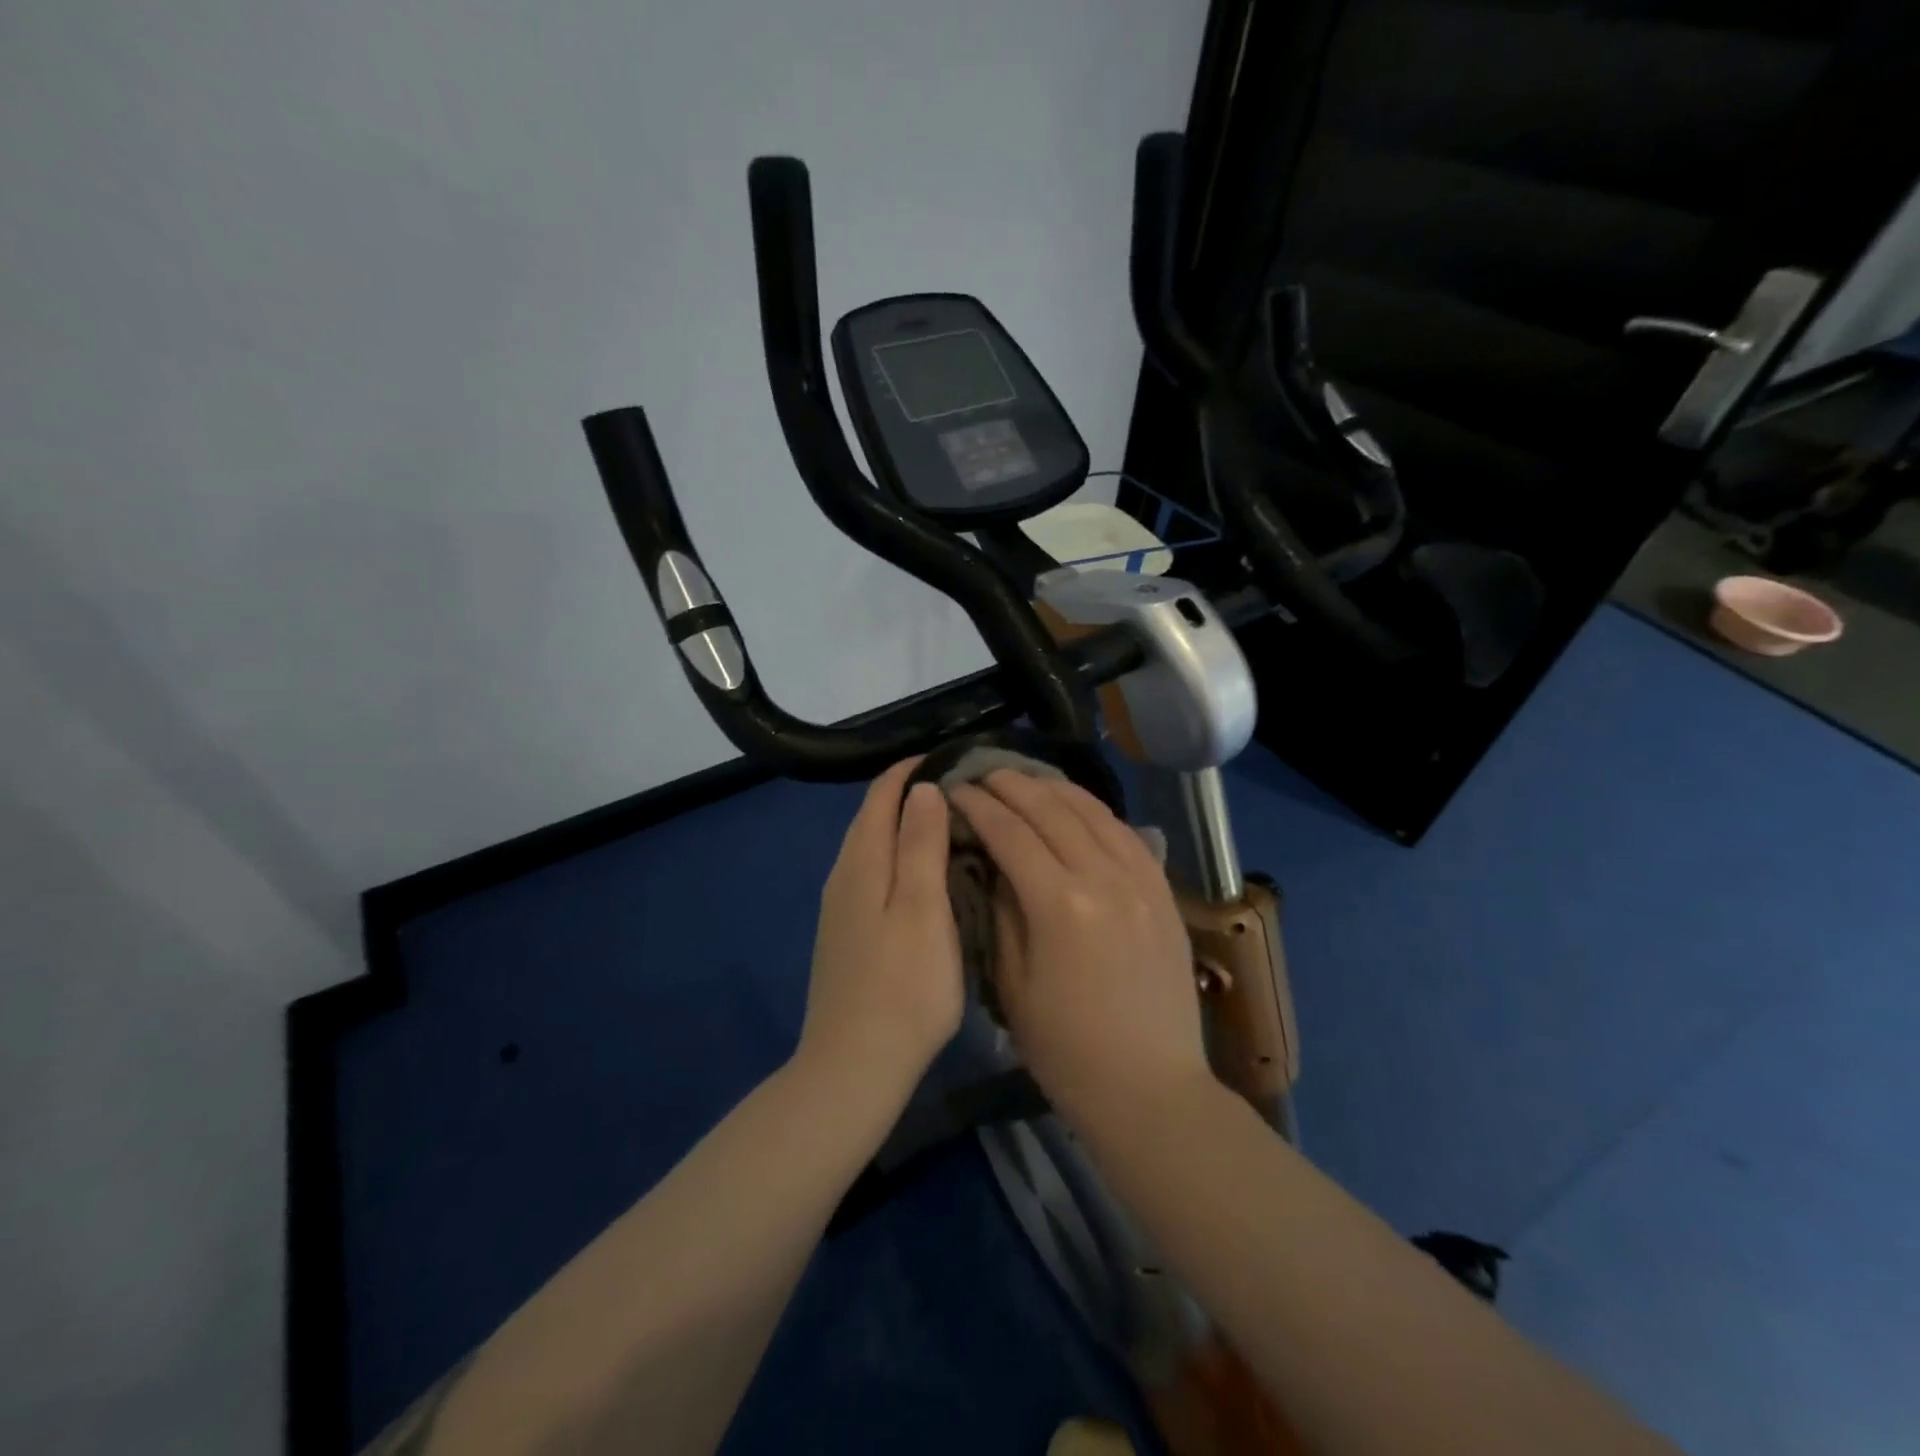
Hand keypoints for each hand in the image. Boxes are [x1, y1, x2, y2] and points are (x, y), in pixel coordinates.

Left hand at [798, 759, 963, 1109]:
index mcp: (862, 863)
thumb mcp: (923, 909)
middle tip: (961, 788)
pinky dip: (899, 858)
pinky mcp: (847, 934)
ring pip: (872, 847)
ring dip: (905, 826)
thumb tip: (922, 787)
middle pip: (872, 817)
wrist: (855, 1066)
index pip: (881, 795)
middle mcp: (844, 876)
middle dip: (909, 793)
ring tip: (950, 823)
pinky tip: (924, 875)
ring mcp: (840, 908)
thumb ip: (920, 844)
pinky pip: (873, 875)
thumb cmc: (903, 986)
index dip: (912, 770)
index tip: (953, 758)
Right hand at [949, 771, 1209, 1127]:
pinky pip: (1126, 833)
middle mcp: (1104, 878)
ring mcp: (1141, 881)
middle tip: (982, 774)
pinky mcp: (1163, 892)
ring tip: (1023, 779)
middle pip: (1052, 810)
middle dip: (1011, 785)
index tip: (954, 791)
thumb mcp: (1013, 985)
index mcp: (1060, 905)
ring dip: (1053, 788)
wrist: (1150, 1088)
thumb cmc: (1066, 1050)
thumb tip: (991, 864)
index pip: (1010, 833)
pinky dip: (1095, 811)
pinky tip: (1075, 805)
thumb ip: (1001, 913)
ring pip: (1093, 812)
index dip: (978, 807)